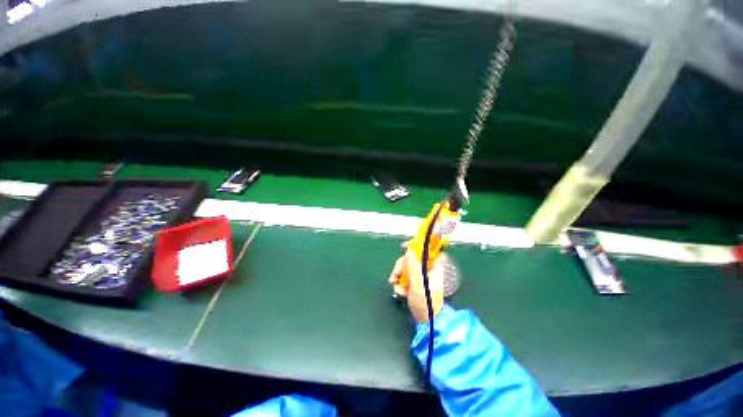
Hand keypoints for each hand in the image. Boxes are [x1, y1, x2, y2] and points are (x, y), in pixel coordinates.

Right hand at [388, 242, 444, 322]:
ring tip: (394, 285)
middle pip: (412, 258)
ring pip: (406, 267)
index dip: (417, 245)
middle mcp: (427, 269)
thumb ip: (414, 267)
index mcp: (433, 267)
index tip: (404, 247)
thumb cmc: (426, 303)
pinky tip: (399, 291)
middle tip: (396, 274)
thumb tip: (409, 251)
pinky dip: (399, 282)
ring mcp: (420, 276)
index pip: (427, 249)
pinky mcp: (414, 282)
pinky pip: (404, 276)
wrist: (426, 322)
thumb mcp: (418, 285)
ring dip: (398, 274)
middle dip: (402, 265)